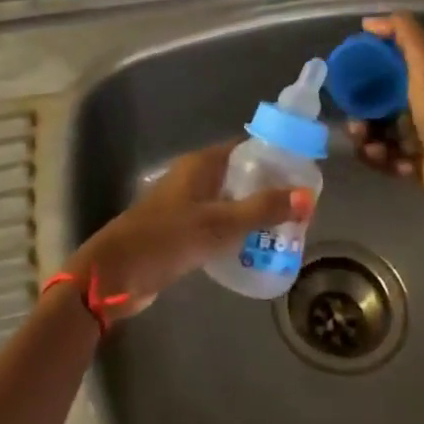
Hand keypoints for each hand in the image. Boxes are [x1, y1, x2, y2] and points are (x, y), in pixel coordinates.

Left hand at [64, 141, 313, 326]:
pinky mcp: (181, 231)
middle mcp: (194, 177)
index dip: (275, 157)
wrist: (116, 275)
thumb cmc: (167, 239)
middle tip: (301, 207)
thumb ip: (262, 209)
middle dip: (269, 188)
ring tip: (287, 229)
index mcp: (201, 164)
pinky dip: (236, 230)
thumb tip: (307, 196)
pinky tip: (255, 247)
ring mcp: (185, 204)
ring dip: (254, 211)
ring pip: (229, 200)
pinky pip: (217, 223)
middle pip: (240, 174)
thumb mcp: (220, 224)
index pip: (246, 148)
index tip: (304, 173)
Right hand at [349, 13, 423, 214]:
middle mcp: (420, 108)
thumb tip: (369, 21)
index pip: (388, 73)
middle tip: (354, 124)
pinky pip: (386, 161)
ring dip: (367, 141)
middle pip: (378, 109)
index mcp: (423, 82)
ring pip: (378, 136)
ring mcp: (418, 139)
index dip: (367, 75)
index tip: (348, 80)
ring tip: (368, 145)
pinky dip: (381, 160)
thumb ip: (403, 33)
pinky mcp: (414, 166)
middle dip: (361, 116)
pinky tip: (386, 159)